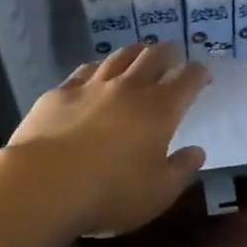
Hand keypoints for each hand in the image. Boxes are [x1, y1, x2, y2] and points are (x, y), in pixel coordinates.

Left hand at [8, 42, 210, 234]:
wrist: (43, 185)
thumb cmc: (110, 193)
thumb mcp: (158, 194)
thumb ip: (181, 170)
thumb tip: (197, 152)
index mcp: (160, 110)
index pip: (187, 79)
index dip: (198, 73)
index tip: (203, 74)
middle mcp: (129, 89)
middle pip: (154, 57)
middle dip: (169, 52)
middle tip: (174, 54)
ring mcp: (92, 87)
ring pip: (119, 57)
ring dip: (135, 52)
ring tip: (140, 53)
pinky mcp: (60, 93)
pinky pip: (85, 70)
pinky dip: (98, 67)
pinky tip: (96, 71)